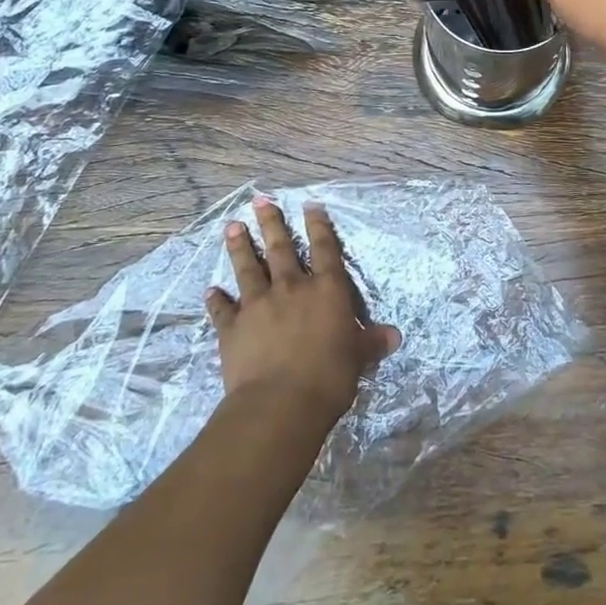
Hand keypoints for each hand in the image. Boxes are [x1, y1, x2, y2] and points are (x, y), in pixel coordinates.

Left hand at [206, 199, 401, 431]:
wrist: (280, 404)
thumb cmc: (329, 377)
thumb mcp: (358, 358)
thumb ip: (371, 342)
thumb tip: (395, 336)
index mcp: (326, 290)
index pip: (324, 249)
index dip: (319, 225)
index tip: (310, 205)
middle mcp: (291, 288)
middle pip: (280, 248)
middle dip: (271, 222)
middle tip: (260, 200)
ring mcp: (258, 305)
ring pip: (248, 268)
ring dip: (240, 246)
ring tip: (232, 226)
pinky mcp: (232, 327)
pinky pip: (223, 309)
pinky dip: (216, 299)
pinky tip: (210, 290)